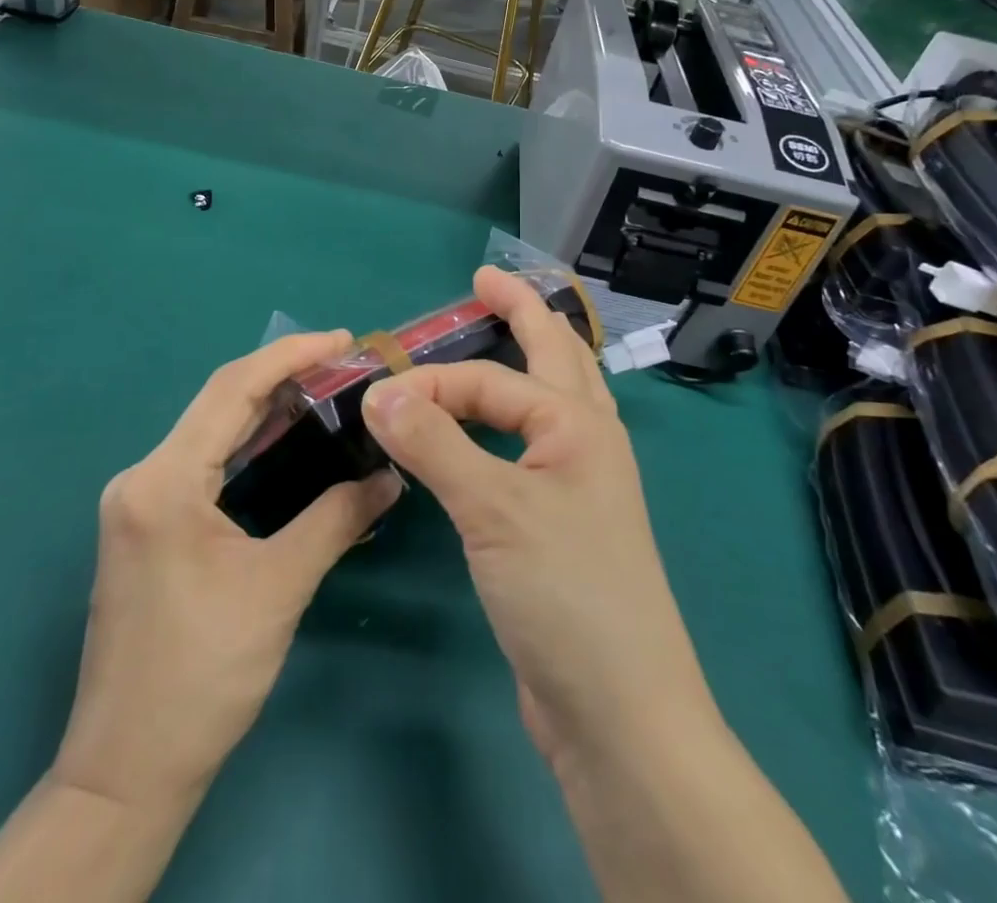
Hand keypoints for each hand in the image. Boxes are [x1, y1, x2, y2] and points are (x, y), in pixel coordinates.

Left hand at [56, 331, 403, 809]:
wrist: (126, 772)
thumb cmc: (202, 675)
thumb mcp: (279, 588)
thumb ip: (337, 518)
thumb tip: (391, 477)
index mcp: (164, 481)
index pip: (232, 389)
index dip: (290, 355)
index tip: (342, 340)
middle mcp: (142, 477)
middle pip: (219, 403)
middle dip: (283, 376)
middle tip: (344, 364)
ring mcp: (139, 502)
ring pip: (210, 431)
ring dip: (266, 409)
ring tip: (325, 392)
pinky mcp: (147, 526)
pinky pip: (203, 463)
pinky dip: (247, 444)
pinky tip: (285, 443)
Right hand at [358, 269, 714, 771]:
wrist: (619, 715)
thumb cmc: (566, 594)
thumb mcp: (494, 510)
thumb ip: (435, 443)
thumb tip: (378, 389)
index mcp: (580, 425)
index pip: (491, 381)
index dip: (432, 381)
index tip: (376, 399)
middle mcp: (586, 443)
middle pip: (556, 356)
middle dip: (523, 313)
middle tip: (487, 282)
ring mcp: (579, 484)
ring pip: (552, 398)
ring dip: (528, 359)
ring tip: (502, 332)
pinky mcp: (560, 524)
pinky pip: (532, 446)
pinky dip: (511, 419)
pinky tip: (494, 428)